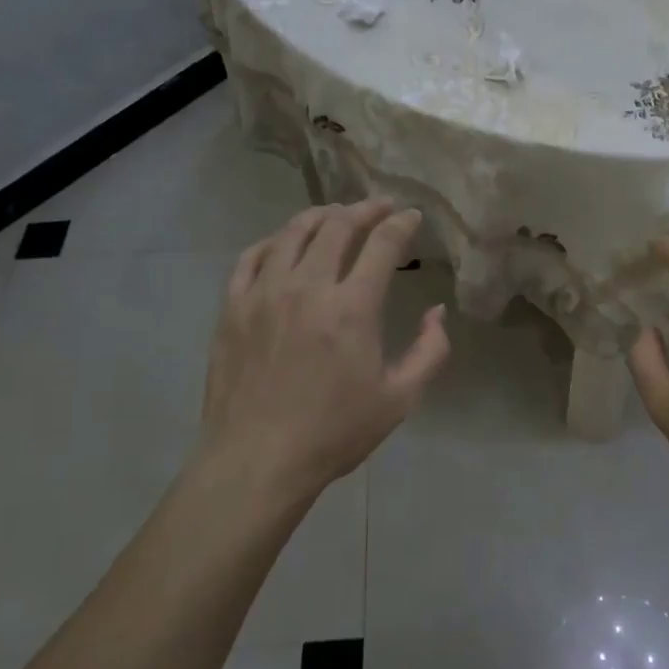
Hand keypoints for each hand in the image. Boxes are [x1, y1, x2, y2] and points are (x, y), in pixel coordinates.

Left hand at [197, 200, 449, 502]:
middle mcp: (306, 287)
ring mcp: (263, 293)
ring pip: (292, 233)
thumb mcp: (400, 399)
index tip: (412, 216)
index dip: (402, 223)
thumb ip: (430, 351)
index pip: (382, 244)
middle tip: (379, 208)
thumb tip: (437, 311)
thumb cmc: (334, 433)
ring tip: (336, 214)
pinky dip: (273, 241)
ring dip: (320, 216)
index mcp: (352, 308)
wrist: (257, 461)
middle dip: (365, 209)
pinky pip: (251, 257)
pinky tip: (283, 244)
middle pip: (337, 225)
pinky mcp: (232, 308)